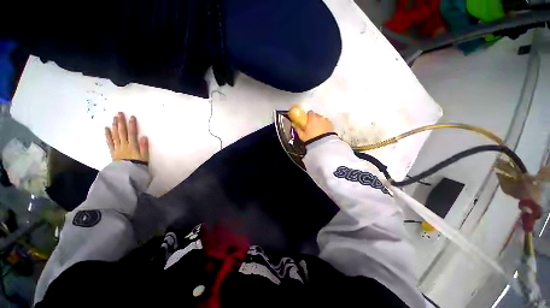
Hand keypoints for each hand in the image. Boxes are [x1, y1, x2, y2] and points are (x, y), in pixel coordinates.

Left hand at [105, 112, 148, 161]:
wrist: (127, 174)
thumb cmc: (138, 165)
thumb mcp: (145, 157)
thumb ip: (144, 147)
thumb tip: (144, 137)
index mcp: (132, 146)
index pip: (132, 133)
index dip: (132, 125)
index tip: (132, 117)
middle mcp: (124, 145)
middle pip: (122, 132)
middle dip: (121, 122)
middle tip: (119, 113)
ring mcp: (117, 147)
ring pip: (115, 135)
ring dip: (115, 126)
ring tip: (114, 118)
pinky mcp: (113, 151)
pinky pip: (109, 142)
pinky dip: (107, 135)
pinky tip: (106, 128)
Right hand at [293, 111, 334, 141]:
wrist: (323, 144)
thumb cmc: (311, 138)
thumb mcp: (302, 135)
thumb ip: (297, 128)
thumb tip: (293, 124)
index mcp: (312, 117)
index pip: (309, 112)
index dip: (307, 116)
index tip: (306, 121)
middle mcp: (320, 117)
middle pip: (316, 115)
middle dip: (314, 119)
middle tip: (311, 127)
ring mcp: (326, 121)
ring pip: (322, 119)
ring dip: (319, 122)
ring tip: (317, 130)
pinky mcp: (332, 125)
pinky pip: (327, 123)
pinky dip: (325, 126)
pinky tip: (323, 132)